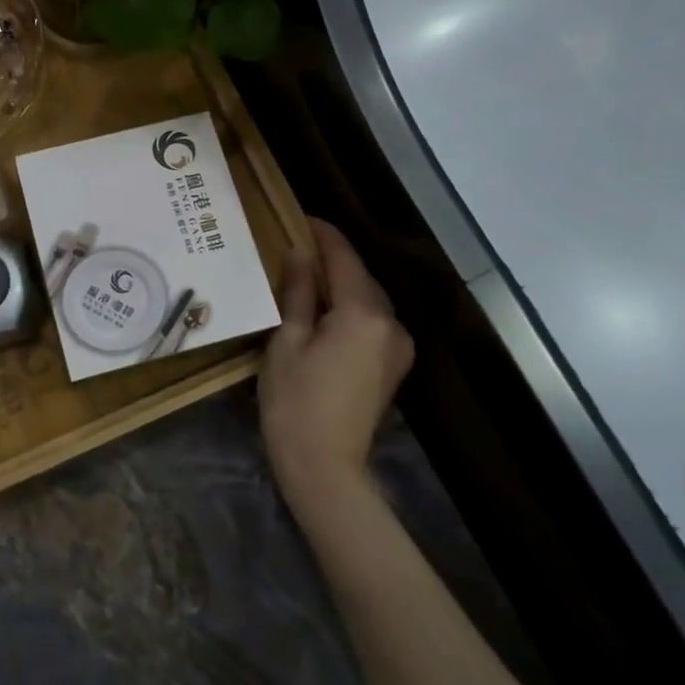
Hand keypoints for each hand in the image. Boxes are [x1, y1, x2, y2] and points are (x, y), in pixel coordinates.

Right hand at [260, 219, 415, 509]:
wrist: (325, 467)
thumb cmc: (295, 401)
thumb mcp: (287, 340)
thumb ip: (298, 291)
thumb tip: (300, 253)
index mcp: (363, 312)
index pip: (344, 258)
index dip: (323, 234)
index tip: (300, 217)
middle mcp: (390, 323)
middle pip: (360, 277)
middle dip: (331, 259)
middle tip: (295, 246)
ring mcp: (397, 347)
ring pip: (367, 300)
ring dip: (340, 284)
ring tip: (305, 275)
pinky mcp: (393, 366)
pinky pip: (371, 322)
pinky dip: (349, 309)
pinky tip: (323, 311)